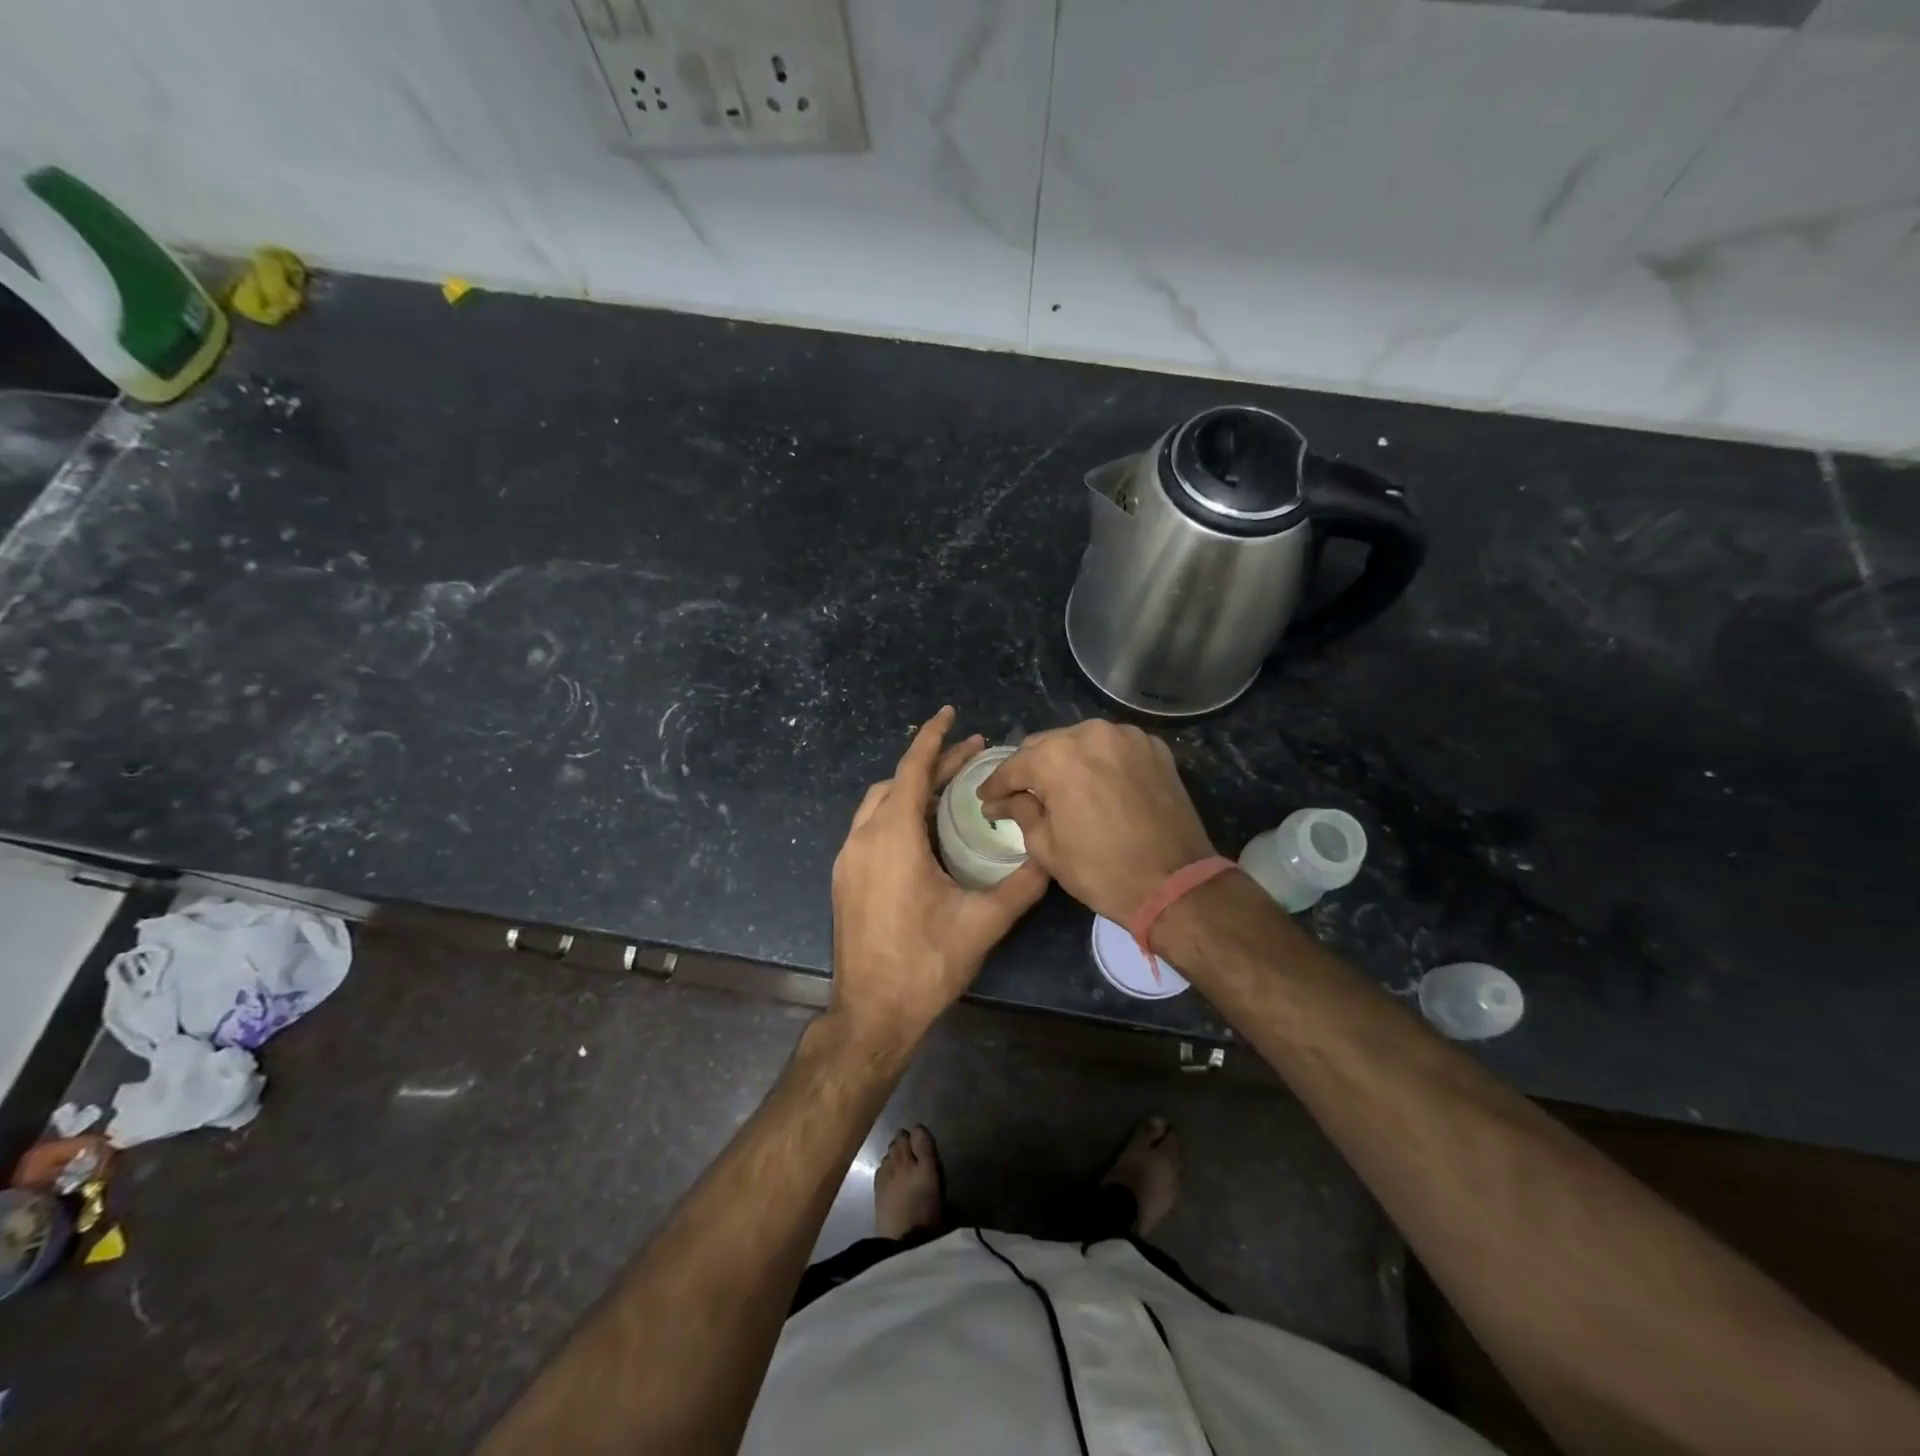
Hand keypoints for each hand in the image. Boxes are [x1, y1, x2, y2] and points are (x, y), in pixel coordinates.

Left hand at [829, 707, 1048, 1053]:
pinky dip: (898, 814)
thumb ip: (1022, 884)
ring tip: (951, 790)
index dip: (933, 737)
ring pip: (879, 805)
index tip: (951, 713)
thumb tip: (1054, 856)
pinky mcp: (844, 879)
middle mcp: (863, 838)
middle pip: (896, 783)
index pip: (912, 768)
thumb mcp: (984, 922)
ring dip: (912, 789)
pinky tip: (925, 832)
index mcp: (893, 837)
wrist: (871, 1014)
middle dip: (932, 764)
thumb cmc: (927, 963)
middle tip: (972, 757)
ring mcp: (848, 859)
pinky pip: (871, 828)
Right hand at [978, 719, 1214, 922]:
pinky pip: (1113, 747)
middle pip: (1046, 745)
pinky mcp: (1154, 747)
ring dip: (1065, 761)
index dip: (995, 785)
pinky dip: (1099, 762)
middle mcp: (1090, 733)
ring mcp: (1127, 736)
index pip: (1014, 766)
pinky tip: (1097, 785)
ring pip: (1081, 741)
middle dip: (1030, 769)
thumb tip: (1002, 802)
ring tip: (1060, 789)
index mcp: (1056, 756)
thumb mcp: (1046, 847)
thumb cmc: (1101, 870)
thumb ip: (1020, 812)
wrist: (1175, 884)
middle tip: (1020, 795)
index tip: (986, 798)